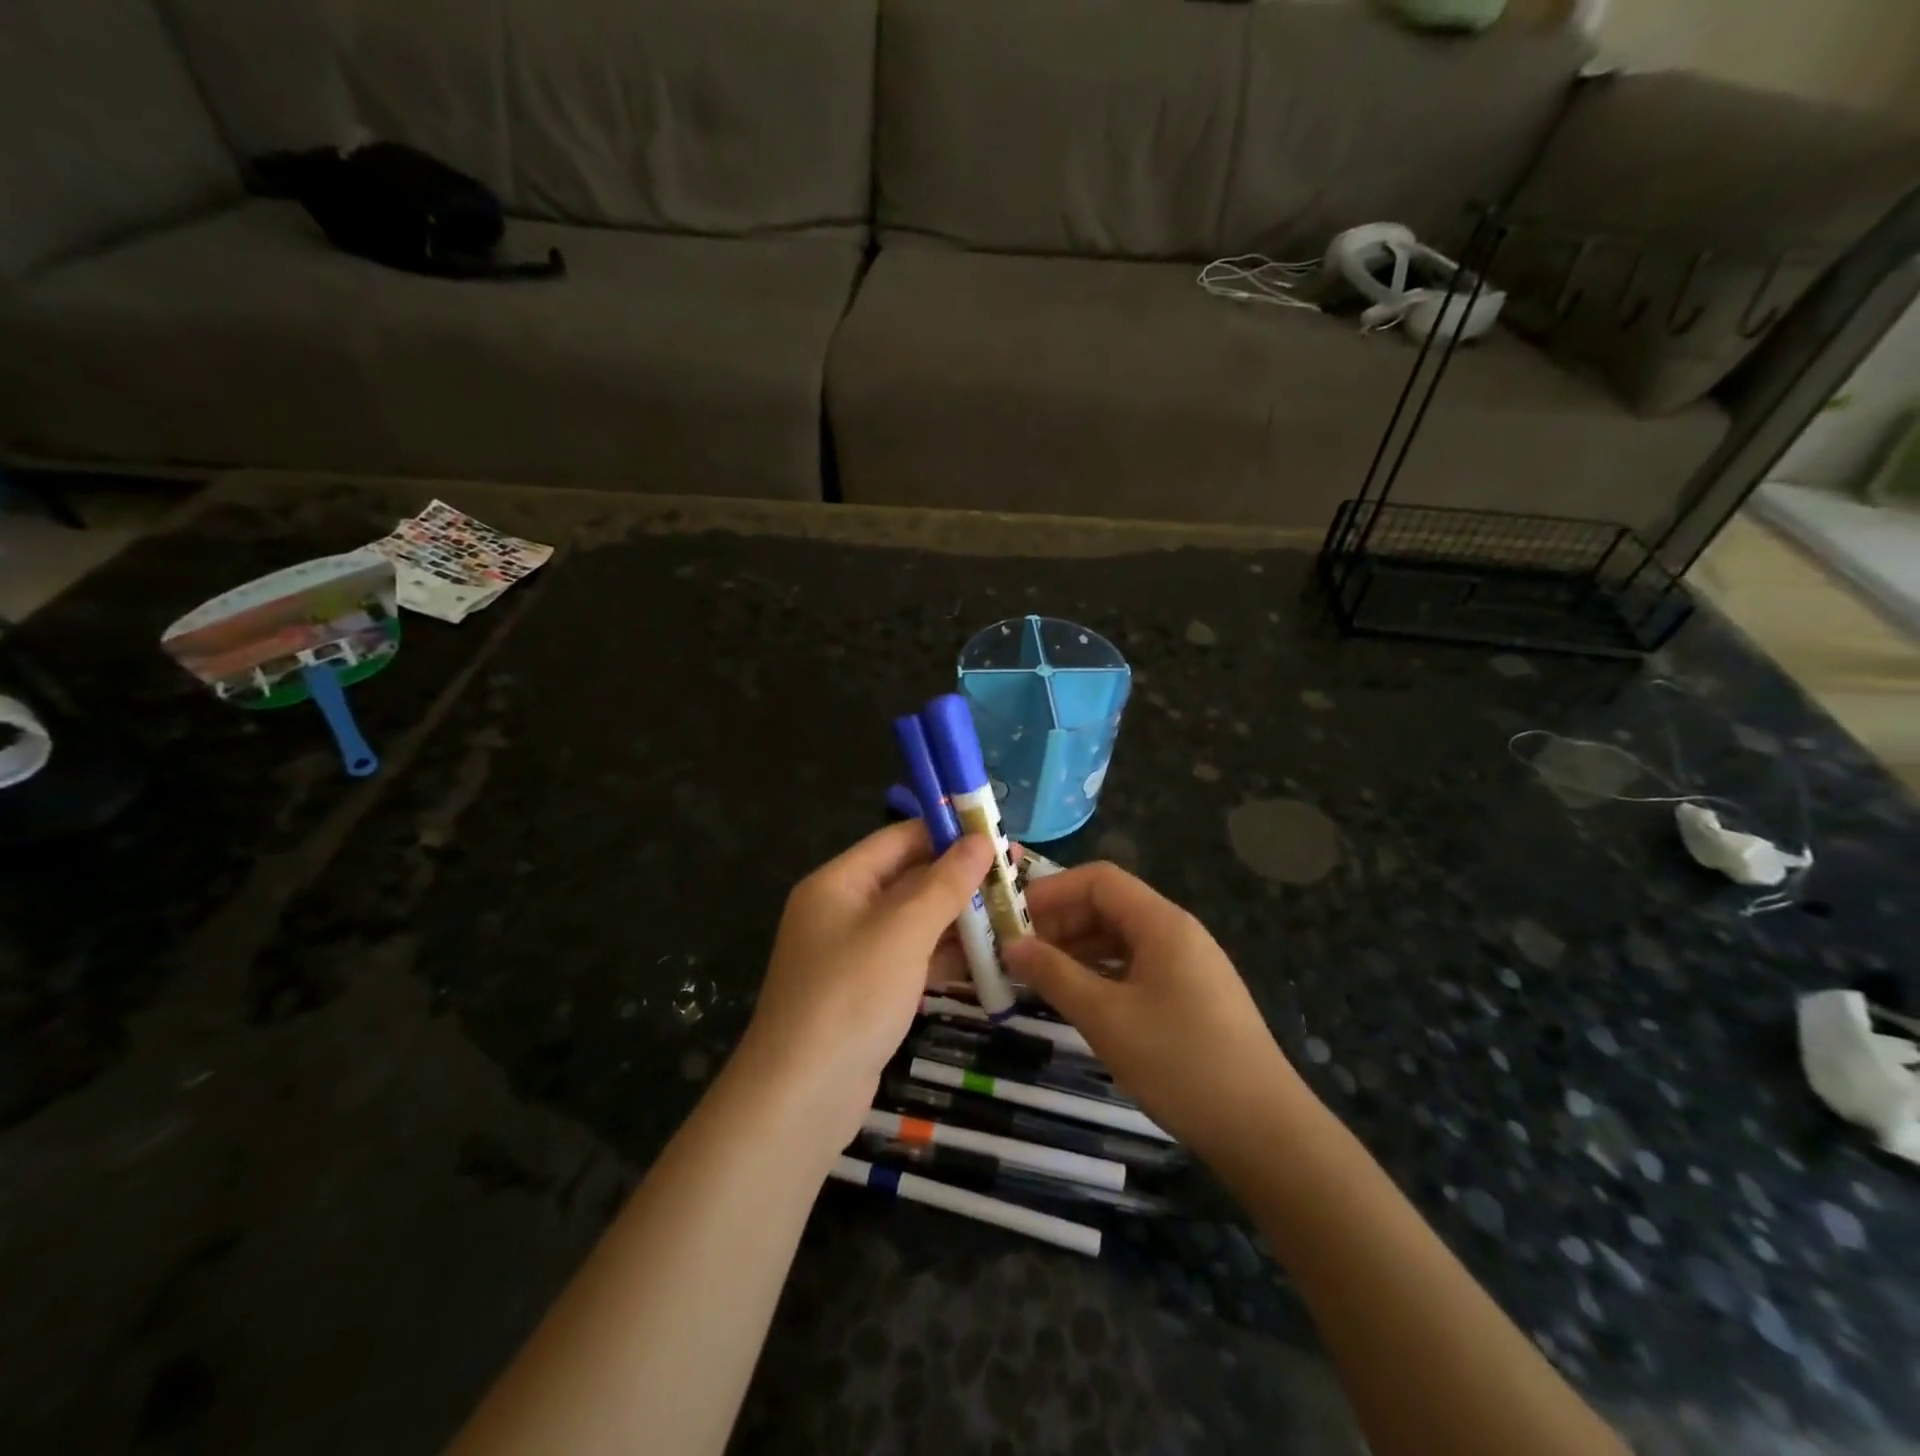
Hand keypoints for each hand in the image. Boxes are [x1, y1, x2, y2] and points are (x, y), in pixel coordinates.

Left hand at [738, 821, 993, 1148]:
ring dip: (959, 918)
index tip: (997, 833)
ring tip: (1013, 913)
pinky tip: (989, 957)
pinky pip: (912, 958)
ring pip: (914, 922)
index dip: (947, 832)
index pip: (898, 839)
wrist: (801, 1097)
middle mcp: (842, 910)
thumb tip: (981, 839)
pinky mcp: (868, 992)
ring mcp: (854, 954)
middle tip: (1015, 876)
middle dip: (960, 877)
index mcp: (838, 882)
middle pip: (908, 879)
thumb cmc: (851, 996)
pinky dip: (945, 955)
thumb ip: (945, 883)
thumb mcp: (903, 931)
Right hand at [1002, 862, 1310, 1163]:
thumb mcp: (1106, 1018)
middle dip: (1061, 922)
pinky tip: (1079, 998)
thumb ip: (1054, 975)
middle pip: (1110, 906)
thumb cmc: (1181, 1063)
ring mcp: (1189, 965)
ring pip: (1122, 938)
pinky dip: (1102, 973)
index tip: (1013, 918)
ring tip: (1038, 976)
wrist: (1264, 1130)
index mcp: (1162, 923)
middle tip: (1018, 952)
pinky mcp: (1192, 996)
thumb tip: (1011, 945)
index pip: (1099, 880)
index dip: (1053, 891)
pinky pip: (1137, 966)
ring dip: (1078, 950)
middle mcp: (1177, 932)